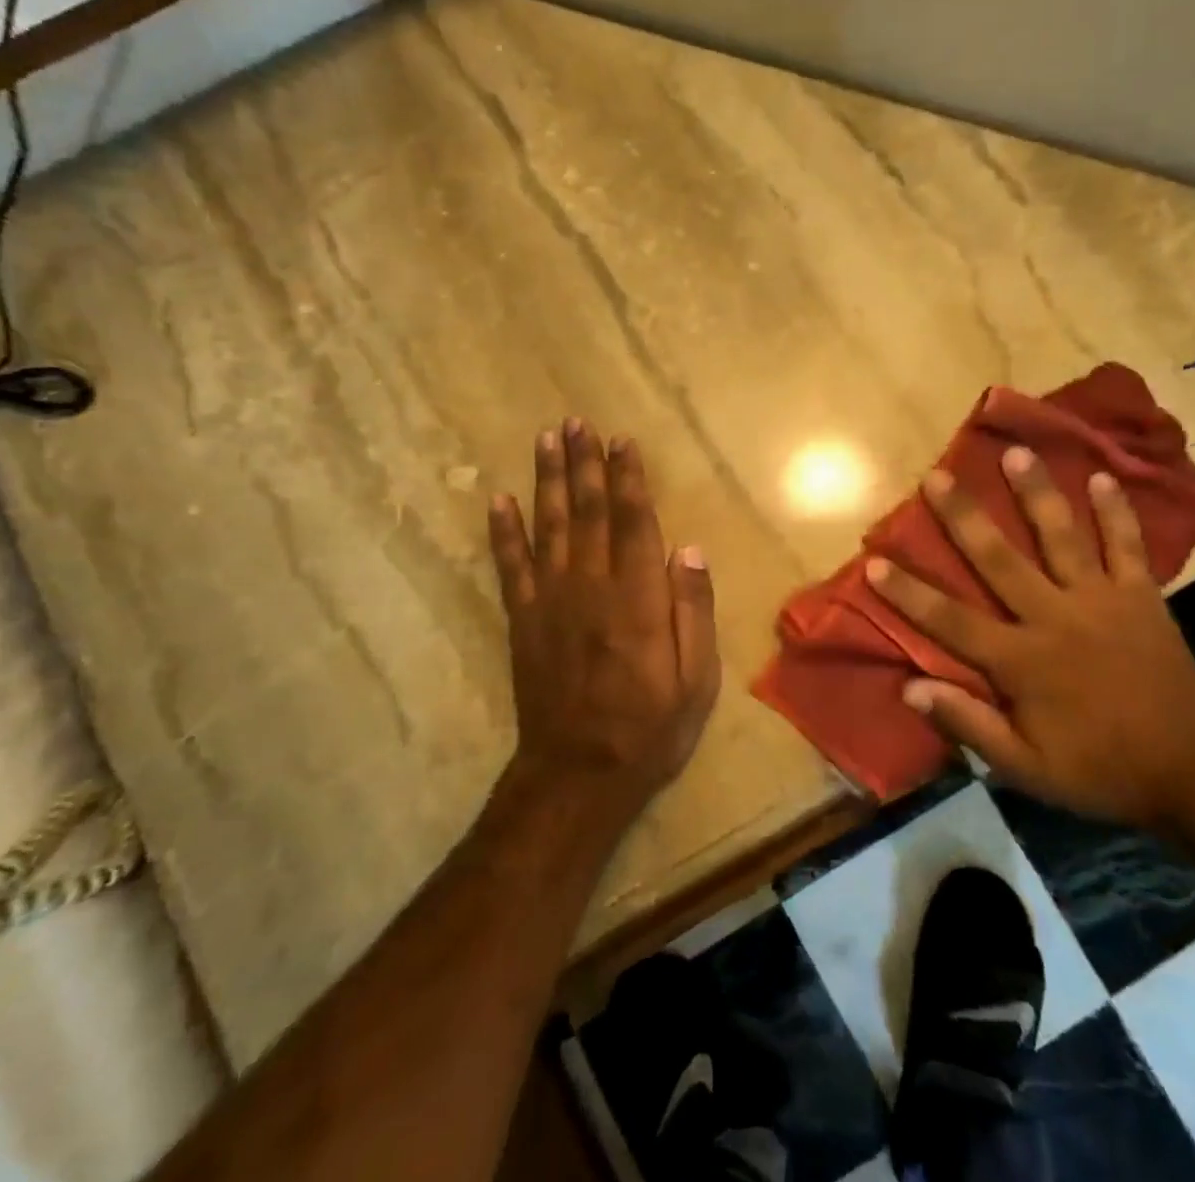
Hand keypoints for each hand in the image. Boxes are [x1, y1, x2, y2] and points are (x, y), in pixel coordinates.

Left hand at [490, 419, 721, 817]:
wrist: (578, 772)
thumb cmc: (649, 726)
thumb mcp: (695, 678)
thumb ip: (693, 610)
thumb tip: (690, 549)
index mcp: (638, 597)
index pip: (634, 521)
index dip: (628, 478)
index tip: (622, 441)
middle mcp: (592, 585)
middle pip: (588, 511)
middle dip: (584, 463)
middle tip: (577, 422)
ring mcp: (551, 600)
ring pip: (548, 525)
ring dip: (546, 479)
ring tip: (546, 439)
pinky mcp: (524, 619)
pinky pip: (510, 565)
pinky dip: (503, 530)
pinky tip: (499, 499)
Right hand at [865, 448, 1194, 826]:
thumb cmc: (1101, 771)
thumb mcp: (1027, 769)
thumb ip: (970, 725)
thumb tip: (910, 689)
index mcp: (1022, 661)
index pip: (951, 620)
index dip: (909, 593)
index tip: (874, 563)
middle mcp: (1055, 617)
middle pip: (999, 559)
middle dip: (964, 517)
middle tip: (938, 476)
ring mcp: (1101, 600)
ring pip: (1062, 537)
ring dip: (1037, 493)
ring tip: (1017, 452)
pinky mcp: (1141, 596)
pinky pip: (1127, 546)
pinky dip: (1116, 511)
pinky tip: (1101, 477)